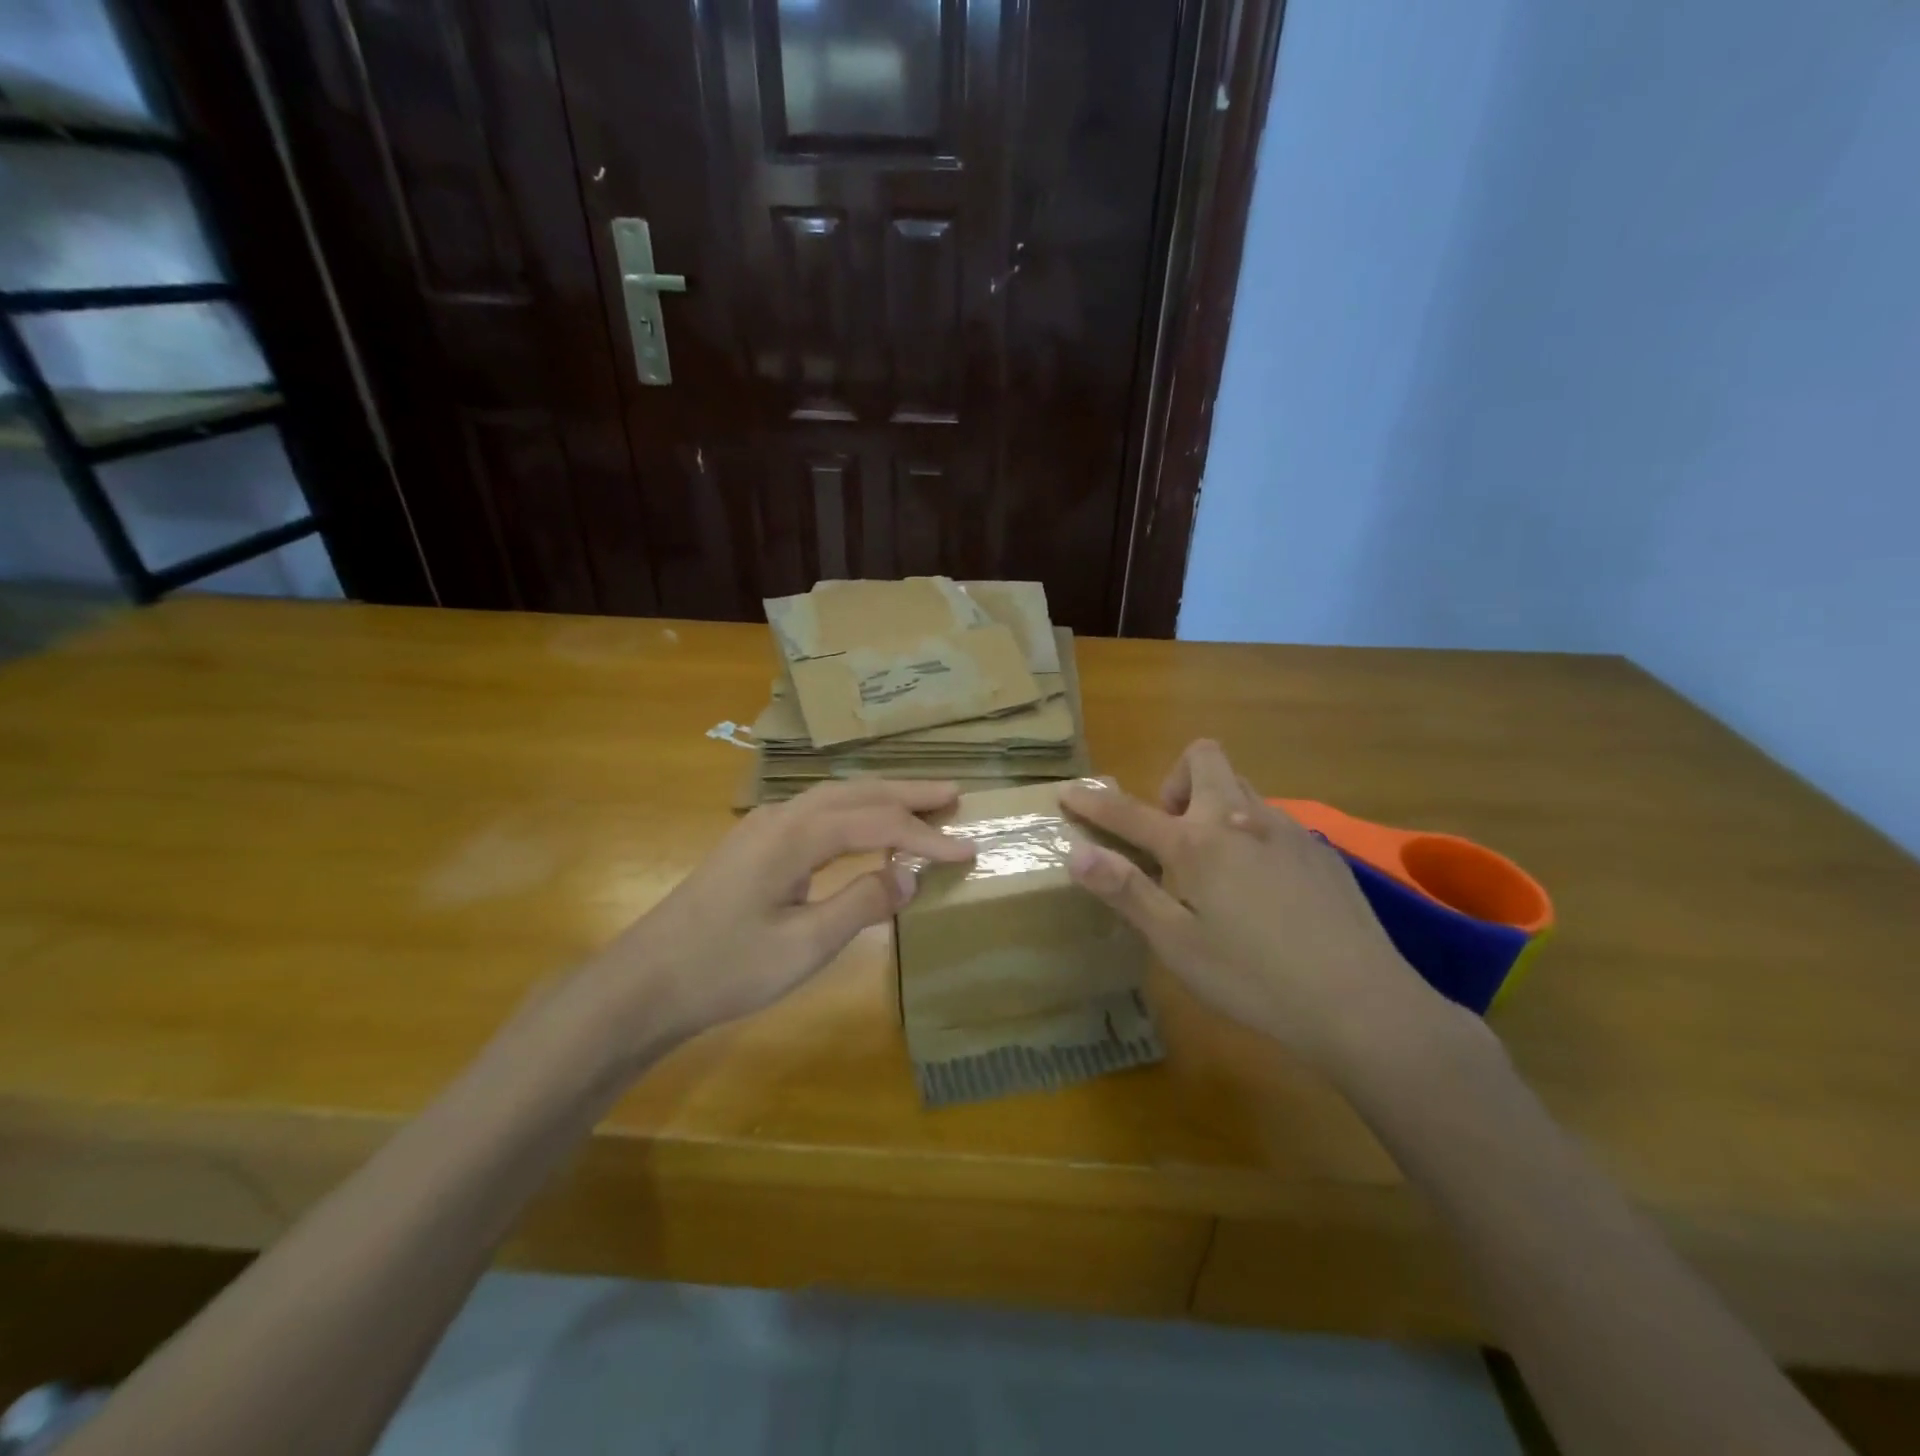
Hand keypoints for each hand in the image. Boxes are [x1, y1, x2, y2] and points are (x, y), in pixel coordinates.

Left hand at [586, 780, 975, 1055]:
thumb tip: (912, 876)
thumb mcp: (804, 945)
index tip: (969, 850)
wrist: (644, 984)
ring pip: (833, 798)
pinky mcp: (753, 846)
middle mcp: (780, 817)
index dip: (926, 837)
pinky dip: (853, 814)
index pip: (876, 825)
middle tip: (954, 794)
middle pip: (856, 793)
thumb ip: (862, 904)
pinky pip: (815, 814)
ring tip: (921, 802)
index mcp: (795, 835)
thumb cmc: (725, 968)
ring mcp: (762, 828)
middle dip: (907, 793)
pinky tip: (863, 829)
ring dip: (880, 798)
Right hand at [1060, 740, 1452, 1078]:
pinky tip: (1262, 889)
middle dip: (1172, 781)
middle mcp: (1240, 819)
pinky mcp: (1319, 850)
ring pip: (1239, 787)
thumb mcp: (1177, 944)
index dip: (1093, 803)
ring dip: (1212, 805)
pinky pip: (1271, 819)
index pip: (1130, 812)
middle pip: (1202, 758)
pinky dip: (1248, 833)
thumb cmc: (1254, 979)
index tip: (1068, 793)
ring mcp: (1286, 830)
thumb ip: (1126, 891)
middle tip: (1169, 835)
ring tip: (1213, 866)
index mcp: (1197, 844)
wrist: (1362, 1003)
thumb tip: (1077, 852)